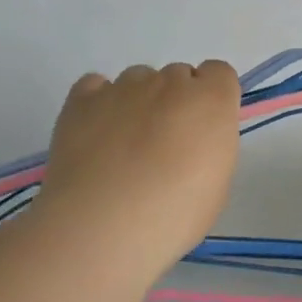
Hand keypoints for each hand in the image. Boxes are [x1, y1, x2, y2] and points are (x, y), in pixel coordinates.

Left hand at [30, 60, 241, 278]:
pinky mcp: (82, 100)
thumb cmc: (173, 216)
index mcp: (211, 100)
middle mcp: (170, 82)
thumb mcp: (217, 185)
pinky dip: (98, 103)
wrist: (102, 228)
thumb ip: (211, 146)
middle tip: (163, 145)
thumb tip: (194, 141)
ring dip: (138, 102)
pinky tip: (95, 134)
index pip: (219, 73)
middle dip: (174, 102)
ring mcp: (124, 87)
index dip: (211, 99)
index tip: (202, 130)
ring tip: (123, 146)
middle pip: (178, 76)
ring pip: (138, 79)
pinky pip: (95, 86)